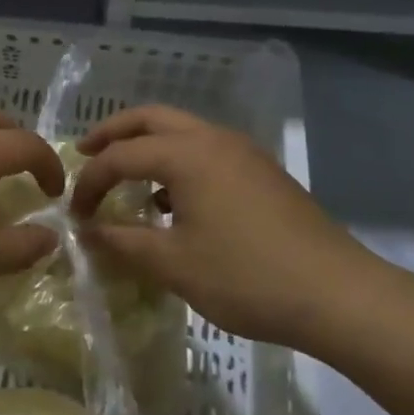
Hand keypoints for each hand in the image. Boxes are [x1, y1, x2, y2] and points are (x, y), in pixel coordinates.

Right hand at [69, 105, 380, 350]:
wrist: (338, 296)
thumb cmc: (246, 277)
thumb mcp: (173, 264)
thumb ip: (123, 242)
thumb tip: (88, 232)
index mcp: (187, 156)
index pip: (120, 156)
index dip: (90, 182)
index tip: (75, 214)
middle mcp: (214, 141)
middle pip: (151, 118)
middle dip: (113, 133)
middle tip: (84, 153)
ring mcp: (244, 154)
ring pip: (183, 131)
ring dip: (147, 145)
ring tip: (124, 175)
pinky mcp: (262, 173)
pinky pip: (206, 151)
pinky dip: (177, 161)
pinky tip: (170, 200)